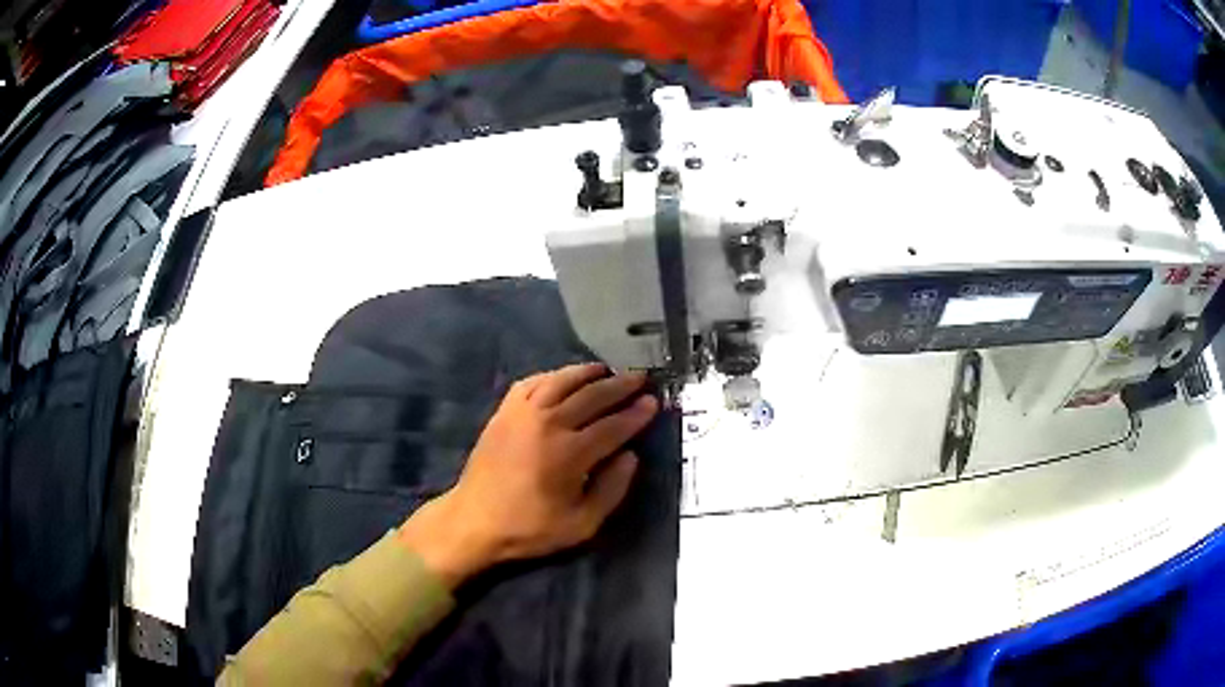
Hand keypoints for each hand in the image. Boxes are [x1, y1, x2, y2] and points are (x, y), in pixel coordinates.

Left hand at [399, 363, 658, 588]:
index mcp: (570, 453)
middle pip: (592, 395)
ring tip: (608, 371)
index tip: (653, 403)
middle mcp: (548, 423)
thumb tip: (631, 456)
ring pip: (563, 380)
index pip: (613, 425)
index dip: (637, 413)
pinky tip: (565, 378)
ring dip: (589, 373)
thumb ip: (612, 489)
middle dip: (621, 386)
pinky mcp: (504, 411)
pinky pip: (533, 382)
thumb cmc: (529, 528)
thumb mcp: (581, 525)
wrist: (474, 520)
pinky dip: (554, 376)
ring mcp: (523, 413)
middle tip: (640, 380)